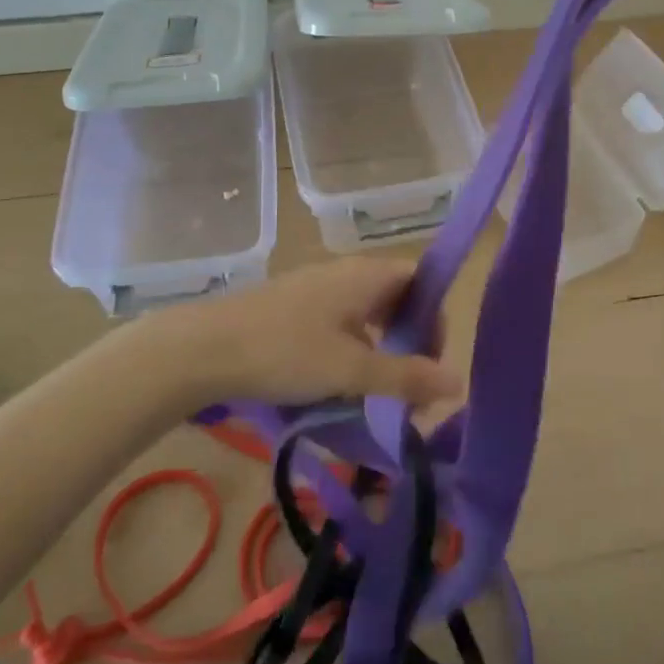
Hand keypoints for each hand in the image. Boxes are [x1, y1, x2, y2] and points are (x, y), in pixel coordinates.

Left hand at [137, 258, 460, 409]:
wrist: (205, 348)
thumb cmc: (286, 352)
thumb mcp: (352, 371)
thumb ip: (406, 376)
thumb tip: (459, 382)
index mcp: (367, 275)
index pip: (422, 280)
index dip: (435, 317)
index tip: (432, 362)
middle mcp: (346, 272)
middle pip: (396, 296)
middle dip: (410, 339)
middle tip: (409, 385)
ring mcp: (317, 287)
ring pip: (366, 312)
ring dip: (380, 348)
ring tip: (375, 391)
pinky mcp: (293, 305)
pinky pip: (340, 321)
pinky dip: (352, 348)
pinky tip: (337, 382)